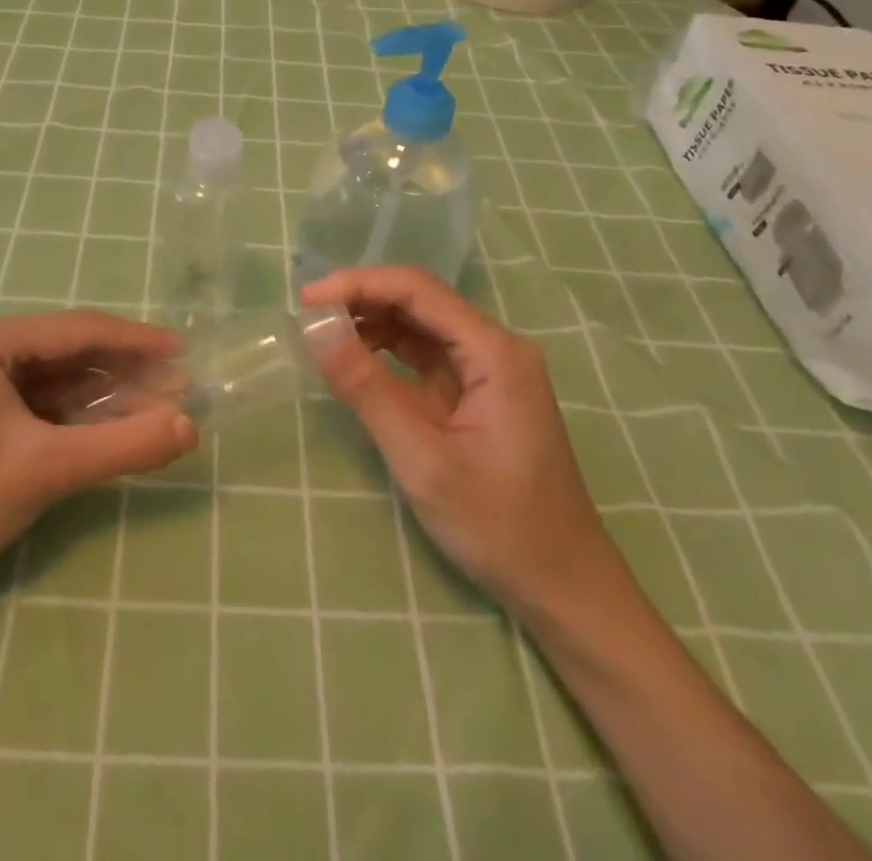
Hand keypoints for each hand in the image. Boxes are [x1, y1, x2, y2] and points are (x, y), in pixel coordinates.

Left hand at [0, 311, 197, 605]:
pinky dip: (82, 418)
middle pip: (72, 353)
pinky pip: (45, 405)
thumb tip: (192, 427)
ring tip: (162, 410)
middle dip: (127, 373)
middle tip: (181, 389)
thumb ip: (123, 446)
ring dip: (109, 397)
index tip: (184, 351)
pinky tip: (118, 429)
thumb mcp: (45, 471)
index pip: (79, 330)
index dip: (137, 340)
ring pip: (61, 381)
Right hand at [301, 266, 621, 623]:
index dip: (358, 284)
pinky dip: (386, 353)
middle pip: (419, 300)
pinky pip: (425, 356)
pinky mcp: (477, 393)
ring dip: (371, 324)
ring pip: (420, 325)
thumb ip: (367, 390)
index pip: (417, 290)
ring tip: (322, 336)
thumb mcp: (422, 460)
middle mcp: (494, 348)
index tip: (307, 300)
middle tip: (307, 317)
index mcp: (494, 352)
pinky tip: (354, 361)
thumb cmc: (499, 526)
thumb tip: (315, 331)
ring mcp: (488, 370)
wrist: (564, 588)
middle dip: (362, 300)